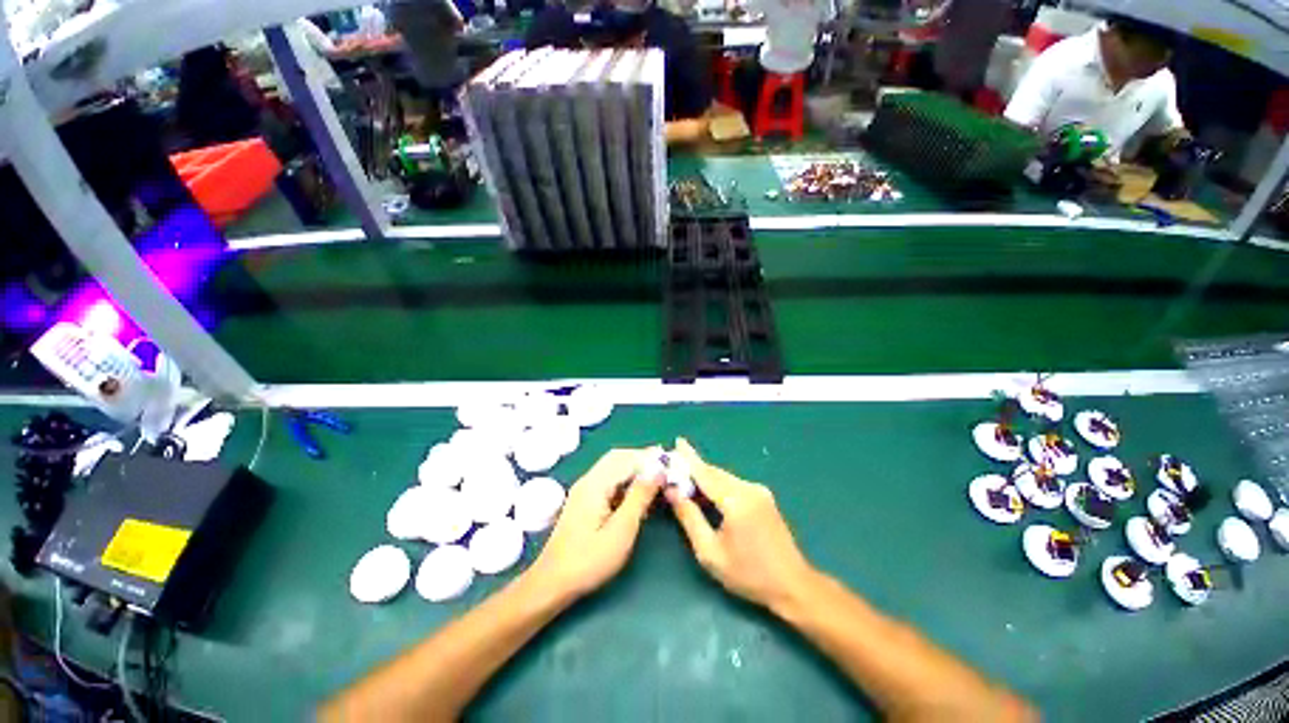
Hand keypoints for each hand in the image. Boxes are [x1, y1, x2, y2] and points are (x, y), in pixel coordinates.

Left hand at [526, 449, 660, 601]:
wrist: (552, 583)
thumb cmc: (589, 560)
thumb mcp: (621, 530)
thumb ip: (639, 497)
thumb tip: (657, 471)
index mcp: (595, 483)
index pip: (627, 458)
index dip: (650, 458)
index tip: (671, 463)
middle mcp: (588, 480)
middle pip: (618, 457)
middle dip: (643, 459)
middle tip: (665, 468)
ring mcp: (584, 489)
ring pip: (613, 467)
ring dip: (635, 468)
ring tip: (656, 478)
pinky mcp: (584, 500)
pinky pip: (609, 479)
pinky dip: (626, 479)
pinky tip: (637, 492)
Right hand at [667, 438, 816, 611]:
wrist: (792, 585)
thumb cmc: (748, 574)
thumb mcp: (710, 552)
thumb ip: (689, 518)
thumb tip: (672, 491)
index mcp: (736, 501)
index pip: (705, 473)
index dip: (689, 457)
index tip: (678, 441)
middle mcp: (749, 489)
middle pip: (715, 473)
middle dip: (694, 468)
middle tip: (675, 467)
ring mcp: (759, 491)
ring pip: (725, 477)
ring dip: (706, 477)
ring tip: (687, 481)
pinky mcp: (764, 497)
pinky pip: (734, 484)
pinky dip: (718, 485)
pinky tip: (709, 494)